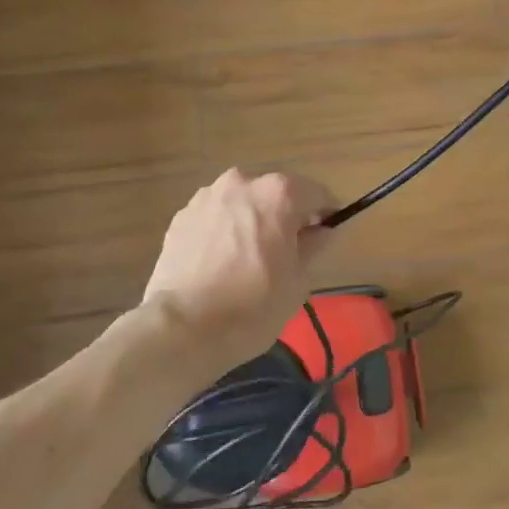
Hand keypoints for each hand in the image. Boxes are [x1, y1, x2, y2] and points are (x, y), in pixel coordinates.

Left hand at [143, 169, 335, 361]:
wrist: (183, 327)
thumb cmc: (253, 305)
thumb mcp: (298, 280)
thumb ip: (315, 245)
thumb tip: (323, 230)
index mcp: (279, 193)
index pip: (317, 195)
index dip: (326, 216)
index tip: (325, 238)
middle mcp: (243, 182)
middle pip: (277, 194)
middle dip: (286, 217)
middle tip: (287, 254)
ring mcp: (207, 196)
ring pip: (244, 204)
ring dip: (253, 221)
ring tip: (249, 260)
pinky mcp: (182, 216)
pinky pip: (217, 217)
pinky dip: (225, 231)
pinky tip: (221, 264)